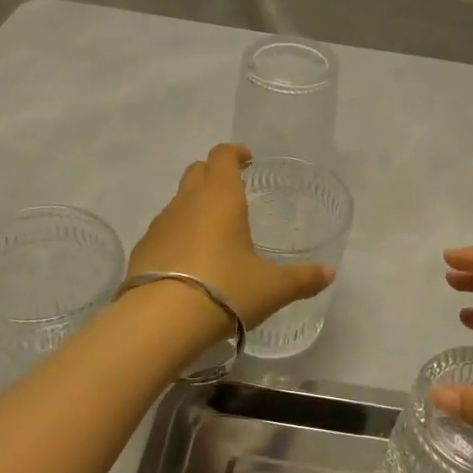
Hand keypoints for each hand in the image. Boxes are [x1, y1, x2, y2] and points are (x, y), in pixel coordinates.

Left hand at [129, 144, 333, 328]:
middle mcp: (188, 201)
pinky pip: (164, 230)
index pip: (223, 156)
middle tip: (232, 190)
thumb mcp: (273, 288)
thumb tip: (329, 274)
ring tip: (213, 232)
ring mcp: (161, 224)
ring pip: (178, 201)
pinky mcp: (143, 249)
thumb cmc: (227, 290)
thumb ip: (303, 278)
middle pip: (197, 171)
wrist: (162, 320)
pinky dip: (177, 234)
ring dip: (195, 205)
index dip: (235, 153)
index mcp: (221, 197)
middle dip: (214, 173)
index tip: (246, 158)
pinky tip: (189, 261)